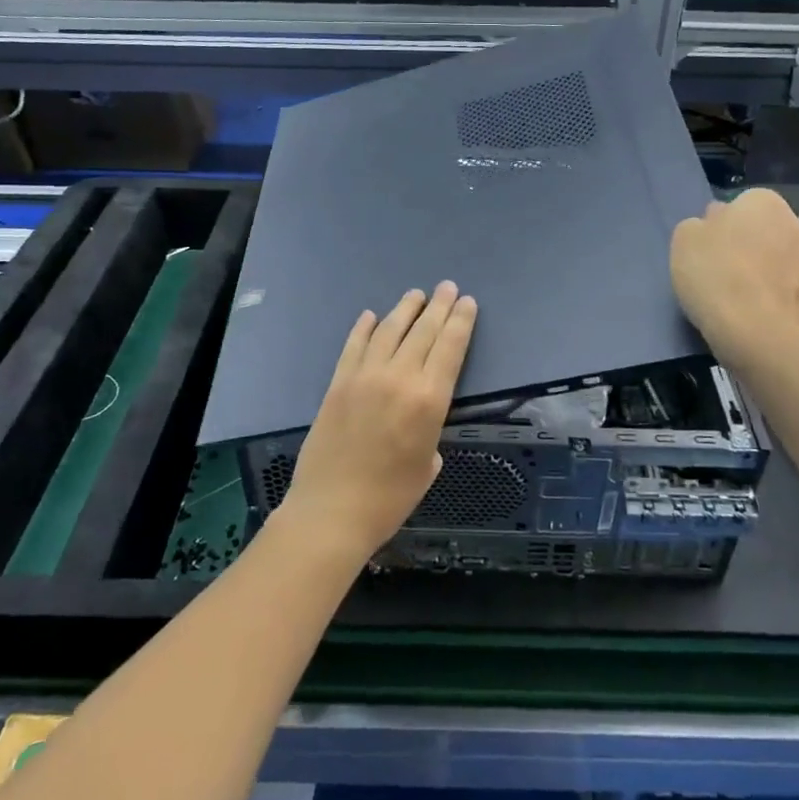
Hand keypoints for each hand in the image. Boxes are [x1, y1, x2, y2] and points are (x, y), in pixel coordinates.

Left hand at [278, 282, 477, 561]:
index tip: (467, 302)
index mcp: (429, 399)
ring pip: (389, 330)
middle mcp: (399, 378)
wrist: (332, 511)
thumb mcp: (426, 467)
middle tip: (448, 287)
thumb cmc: (389, 498)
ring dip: (405, 309)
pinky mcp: (338, 382)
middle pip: (424, 331)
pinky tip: (371, 316)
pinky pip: (354, 345)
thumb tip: (420, 422)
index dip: (461, 321)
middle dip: (439, 307)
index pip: (450, 348)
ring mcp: (365, 376)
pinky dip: (364, 327)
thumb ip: (430, 433)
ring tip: (416, 295)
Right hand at [670, 190, 798, 370]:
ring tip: (727, 296)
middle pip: (758, 232)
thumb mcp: (684, 238)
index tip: (704, 247)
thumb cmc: (714, 273)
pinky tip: (744, 314)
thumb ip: (699, 225)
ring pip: (770, 261)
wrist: (755, 331)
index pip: (738, 204)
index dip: (718, 225)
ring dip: (754, 272)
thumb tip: (714, 227)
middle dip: (740, 246)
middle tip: (714, 269)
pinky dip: (764, 297)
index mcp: (765, 202)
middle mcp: (794, 225)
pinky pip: (778, 290)